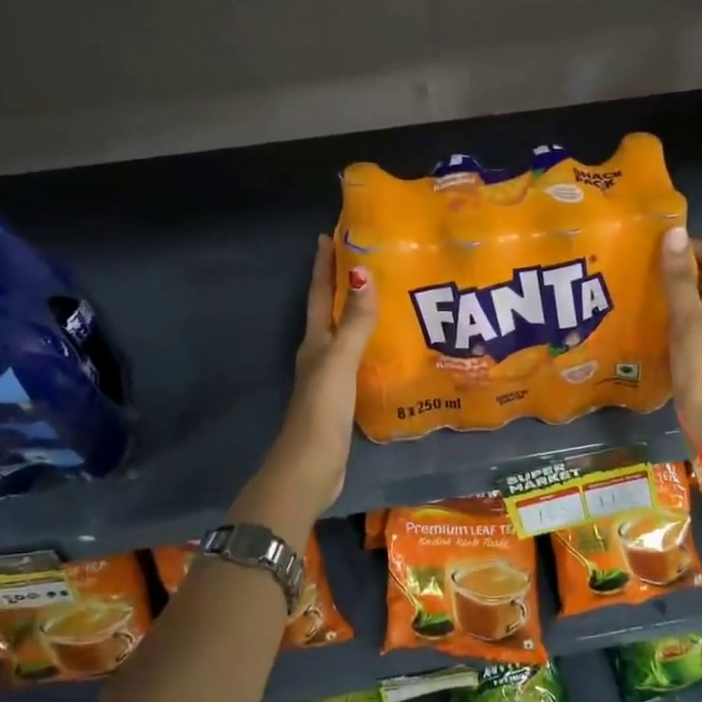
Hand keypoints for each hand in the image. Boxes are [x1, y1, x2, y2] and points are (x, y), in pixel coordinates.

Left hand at [263, 235, 377, 515]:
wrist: (311, 465)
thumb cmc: (322, 409)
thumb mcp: (339, 361)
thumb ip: (354, 322)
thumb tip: (363, 274)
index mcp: (314, 342)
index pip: (318, 295)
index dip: (322, 266)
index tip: (328, 236)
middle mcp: (319, 355)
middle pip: (329, 312)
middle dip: (343, 286)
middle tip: (367, 260)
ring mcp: (330, 378)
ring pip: (344, 336)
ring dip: (358, 316)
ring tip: (385, 297)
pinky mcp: (343, 399)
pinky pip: (359, 361)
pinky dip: (370, 347)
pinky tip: (390, 348)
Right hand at [660, 226, 701, 444]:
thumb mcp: (689, 319)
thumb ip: (679, 279)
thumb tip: (674, 232)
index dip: (697, 247)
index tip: (664, 244)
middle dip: (678, 269)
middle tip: (641, 264)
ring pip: (691, 306)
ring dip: (669, 295)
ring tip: (635, 289)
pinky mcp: (696, 358)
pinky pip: (681, 329)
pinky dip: (665, 321)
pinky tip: (641, 325)